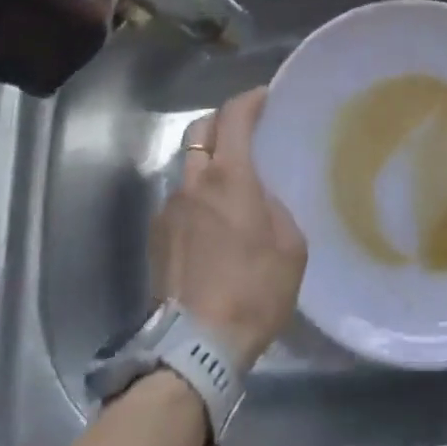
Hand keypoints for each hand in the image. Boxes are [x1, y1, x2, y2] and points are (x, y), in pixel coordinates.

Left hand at [150, 88, 306, 370]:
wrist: (196, 348)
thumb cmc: (253, 290)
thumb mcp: (290, 245)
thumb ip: (275, 207)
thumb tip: (260, 199)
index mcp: (228, 176)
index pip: (233, 117)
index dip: (249, 100)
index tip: (264, 96)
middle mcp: (193, 182)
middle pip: (200, 130)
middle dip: (221, 121)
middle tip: (244, 130)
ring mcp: (169, 209)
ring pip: (187, 165)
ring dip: (207, 161)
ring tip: (230, 183)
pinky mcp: (156, 237)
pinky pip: (179, 199)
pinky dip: (196, 195)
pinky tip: (213, 222)